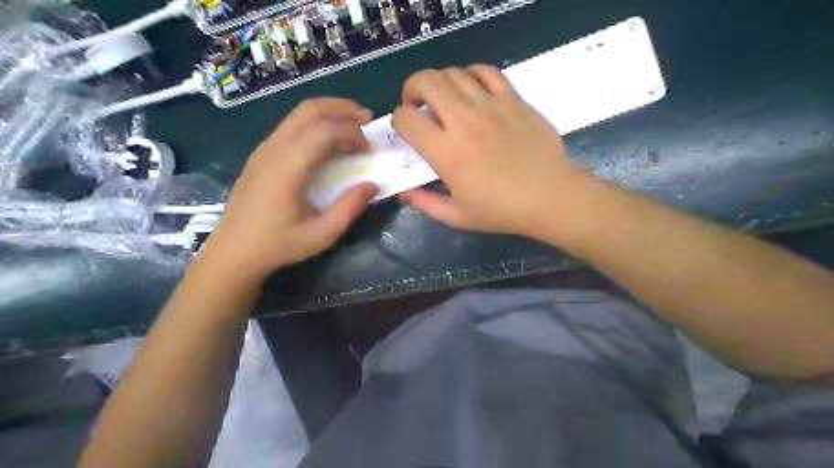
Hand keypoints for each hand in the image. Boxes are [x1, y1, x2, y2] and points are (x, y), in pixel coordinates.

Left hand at [203, 96, 379, 280]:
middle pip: (309, 110)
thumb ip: (350, 208)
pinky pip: (290, 126)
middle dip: (342, 108)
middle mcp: (273, 150)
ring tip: (353, 123)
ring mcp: (264, 149)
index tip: (368, 150)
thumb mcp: (322, 235)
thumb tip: (374, 185)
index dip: (351, 133)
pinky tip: (328, 140)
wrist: (233, 252)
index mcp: (287, 169)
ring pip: (298, 114)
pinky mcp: (261, 154)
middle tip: (367, 119)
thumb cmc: (278, 245)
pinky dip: (315, 123)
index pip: (323, 131)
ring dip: (328, 112)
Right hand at [392, 63, 592, 237]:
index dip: (397, 120)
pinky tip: (472, 90)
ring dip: (440, 82)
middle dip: (412, 89)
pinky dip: (472, 74)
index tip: (406, 130)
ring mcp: (491, 106)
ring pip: (454, 73)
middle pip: (426, 81)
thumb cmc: (502, 211)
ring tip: (444, 100)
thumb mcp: (457, 217)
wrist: (550, 197)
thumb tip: (404, 193)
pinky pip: (487, 72)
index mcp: (446, 152)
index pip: (406, 118)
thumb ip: (425, 203)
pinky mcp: (513, 100)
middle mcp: (464, 121)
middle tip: (418, 105)